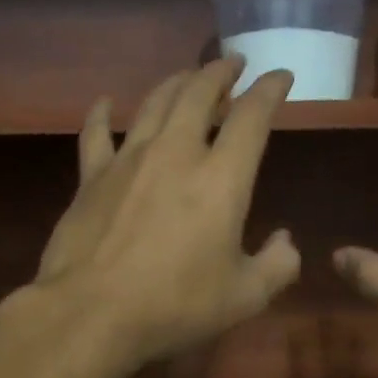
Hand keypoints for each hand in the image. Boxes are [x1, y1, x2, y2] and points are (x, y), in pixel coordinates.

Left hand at [36, 60, 300, 365]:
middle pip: (199, 93)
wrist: (91, 313)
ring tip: (188, 77)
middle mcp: (176, 153)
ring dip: (176, 83)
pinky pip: (96, 133)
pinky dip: (102, 113)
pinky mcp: (91, 177)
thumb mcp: (244, 297)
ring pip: (154, 103)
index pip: (252, 117)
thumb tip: (286, 241)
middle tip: (233, 63)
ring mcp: (128, 160)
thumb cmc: (175, 305)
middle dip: (221, 72)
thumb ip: (277, 266)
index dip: (270, 90)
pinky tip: (105, 103)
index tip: (280, 77)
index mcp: (221, 178)